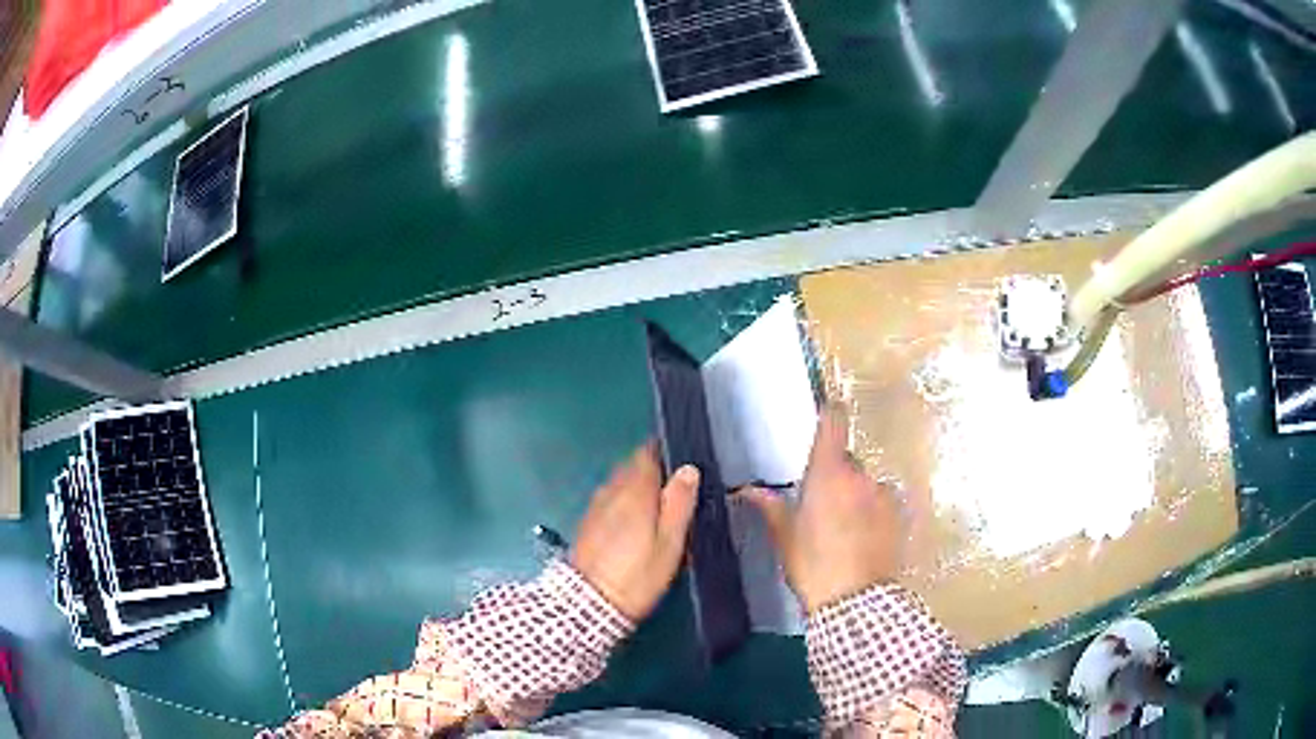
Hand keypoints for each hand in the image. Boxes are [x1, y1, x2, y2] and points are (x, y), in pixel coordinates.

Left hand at [571, 442, 699, 620]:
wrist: (589, 603)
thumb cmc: (638, 574)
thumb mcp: (670, 542)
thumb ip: (679, 502)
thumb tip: (688, 469)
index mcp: (634, 489)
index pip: (647, 453)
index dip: (665, 453)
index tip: (683, 463)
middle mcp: (611, 490)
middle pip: (632, 467)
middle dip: (653, 471)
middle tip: (676, 490)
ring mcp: (596, 506)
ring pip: (621, 484)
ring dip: (638, 488)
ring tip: (659, 508)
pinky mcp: (588, 523)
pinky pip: (610, 500)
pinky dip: (624, 503)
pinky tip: (635, 523)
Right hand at [740, 406, 902, 612]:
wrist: (854, 600)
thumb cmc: (813, 565)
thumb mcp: (785, 538)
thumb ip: (770, 507)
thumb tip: (746, 491)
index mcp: (828, 474)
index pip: (833, 424)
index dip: (830, 414)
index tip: (826, 412)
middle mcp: (860, 476)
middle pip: (847, 461)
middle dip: (836, 475)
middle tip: (822, 506)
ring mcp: (884, 494)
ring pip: (866, 484)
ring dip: (857, 495)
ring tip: (846, 529)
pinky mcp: (899, 515)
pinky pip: (882, 502)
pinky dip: (873, 511)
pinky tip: (864, 538)